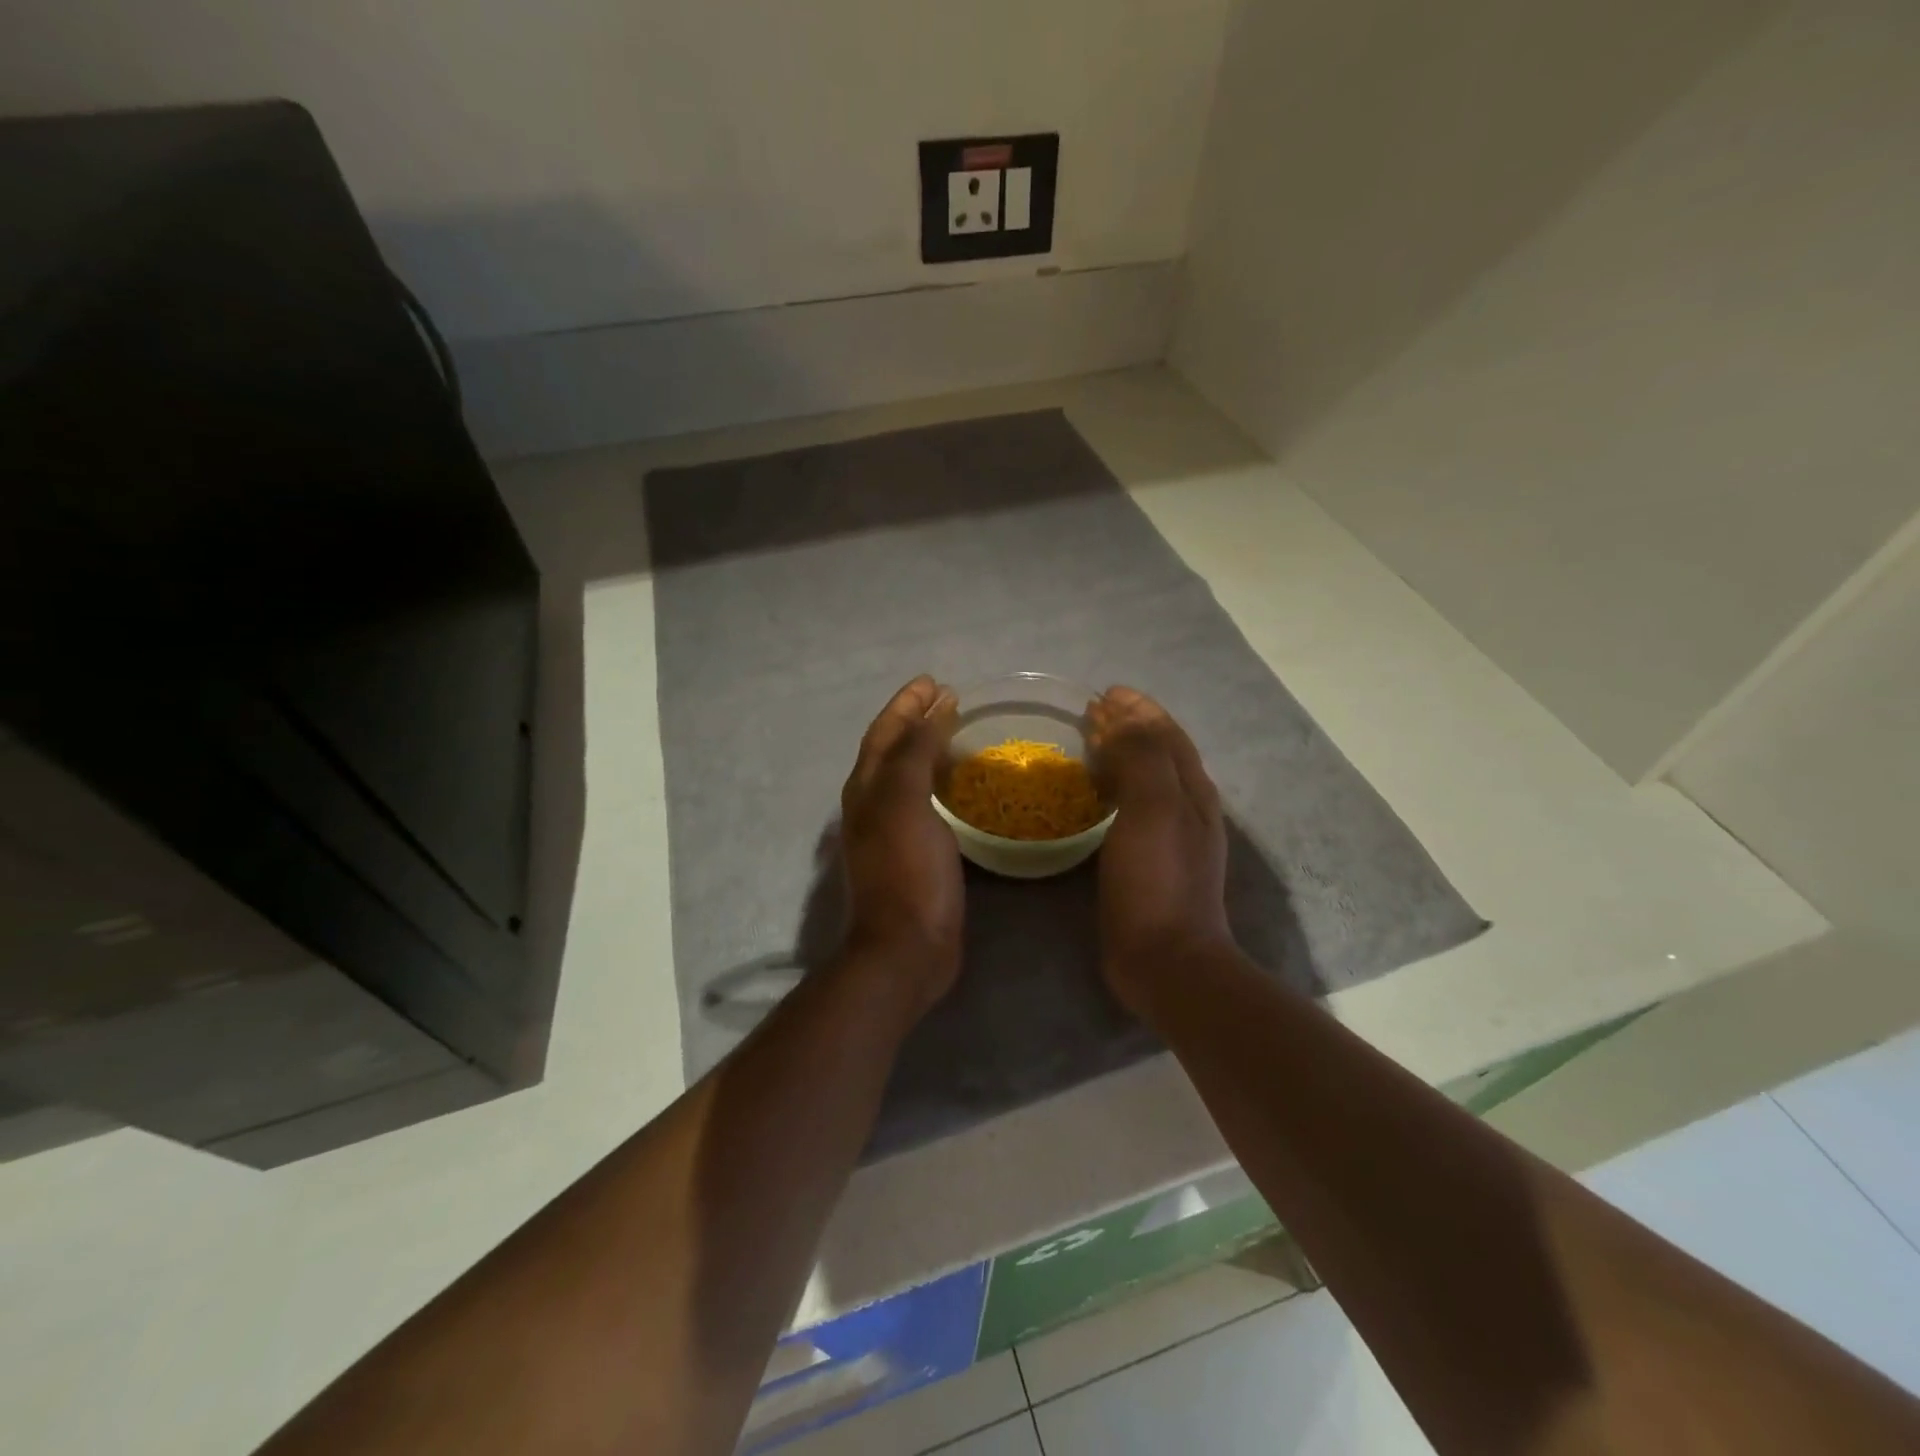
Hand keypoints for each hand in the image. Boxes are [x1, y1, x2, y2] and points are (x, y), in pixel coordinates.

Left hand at [838, 676, 964, 1015]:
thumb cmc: (907, 871)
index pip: (884, 732)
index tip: (934, 682)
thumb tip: (932, 712)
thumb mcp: (906, 803)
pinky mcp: (916, 854)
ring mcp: (893, 832)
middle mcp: (873, 805)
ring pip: (908, 777)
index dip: (906, 705)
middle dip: (916, 721)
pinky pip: (927, 804)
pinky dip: (941, 784)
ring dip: (928, 750)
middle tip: (949, 700)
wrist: (906, 948)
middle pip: (892, 750)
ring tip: (957, 733)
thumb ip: (915, 753)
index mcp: (867, 789)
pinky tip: (963, 787)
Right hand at [1088, 687, 1233, 1016]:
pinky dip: (1116, 787)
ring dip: (1122, 754)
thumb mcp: (1152, 807)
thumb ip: (1142, 755)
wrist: (1167, 959)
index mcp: (1191, 788)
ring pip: (1147, 778)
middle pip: (1160, 751)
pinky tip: (1096, 796)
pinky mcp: (1152, 860)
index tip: (1104, 693)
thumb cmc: (1157, 879)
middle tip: (1091, 714)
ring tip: (1090, 744)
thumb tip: (1122, 718)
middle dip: (1129, 726)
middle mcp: (1188, 805)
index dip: (1138, 708)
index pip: (1166, 732)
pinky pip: (1134, 807)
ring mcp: (1173, 836)